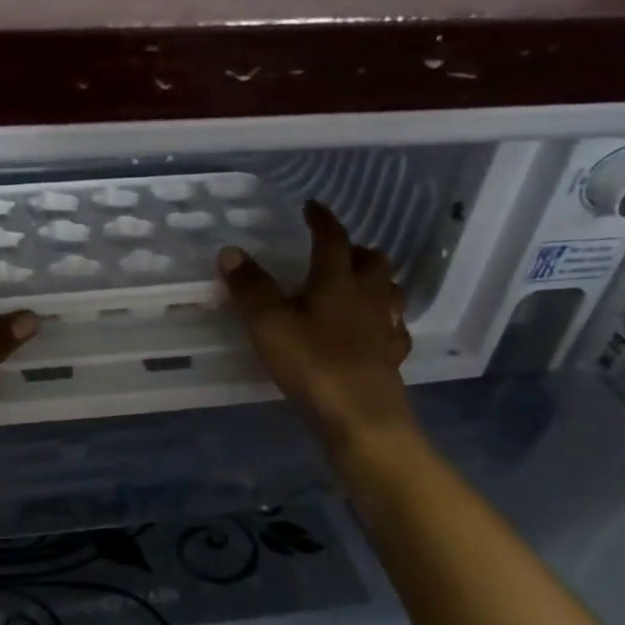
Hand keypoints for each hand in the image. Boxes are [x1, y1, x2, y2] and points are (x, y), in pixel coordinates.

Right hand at [219, 201, 417, 453]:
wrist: (361, 417)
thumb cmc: (312, 364)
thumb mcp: (268, 324)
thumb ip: (250, 288)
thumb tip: (231, 251)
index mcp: (337, 281)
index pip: (332, 239)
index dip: (322, 220)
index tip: (312, 206)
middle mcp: (368, 296)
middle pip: (373, 261)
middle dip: (355, 249)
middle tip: (336, 251)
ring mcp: (385, 327)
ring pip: (388, 291)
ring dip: (374, 281)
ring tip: (355, 285)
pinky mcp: (392, 356)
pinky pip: (393, 328)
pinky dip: (382, 320)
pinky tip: (372, 330)